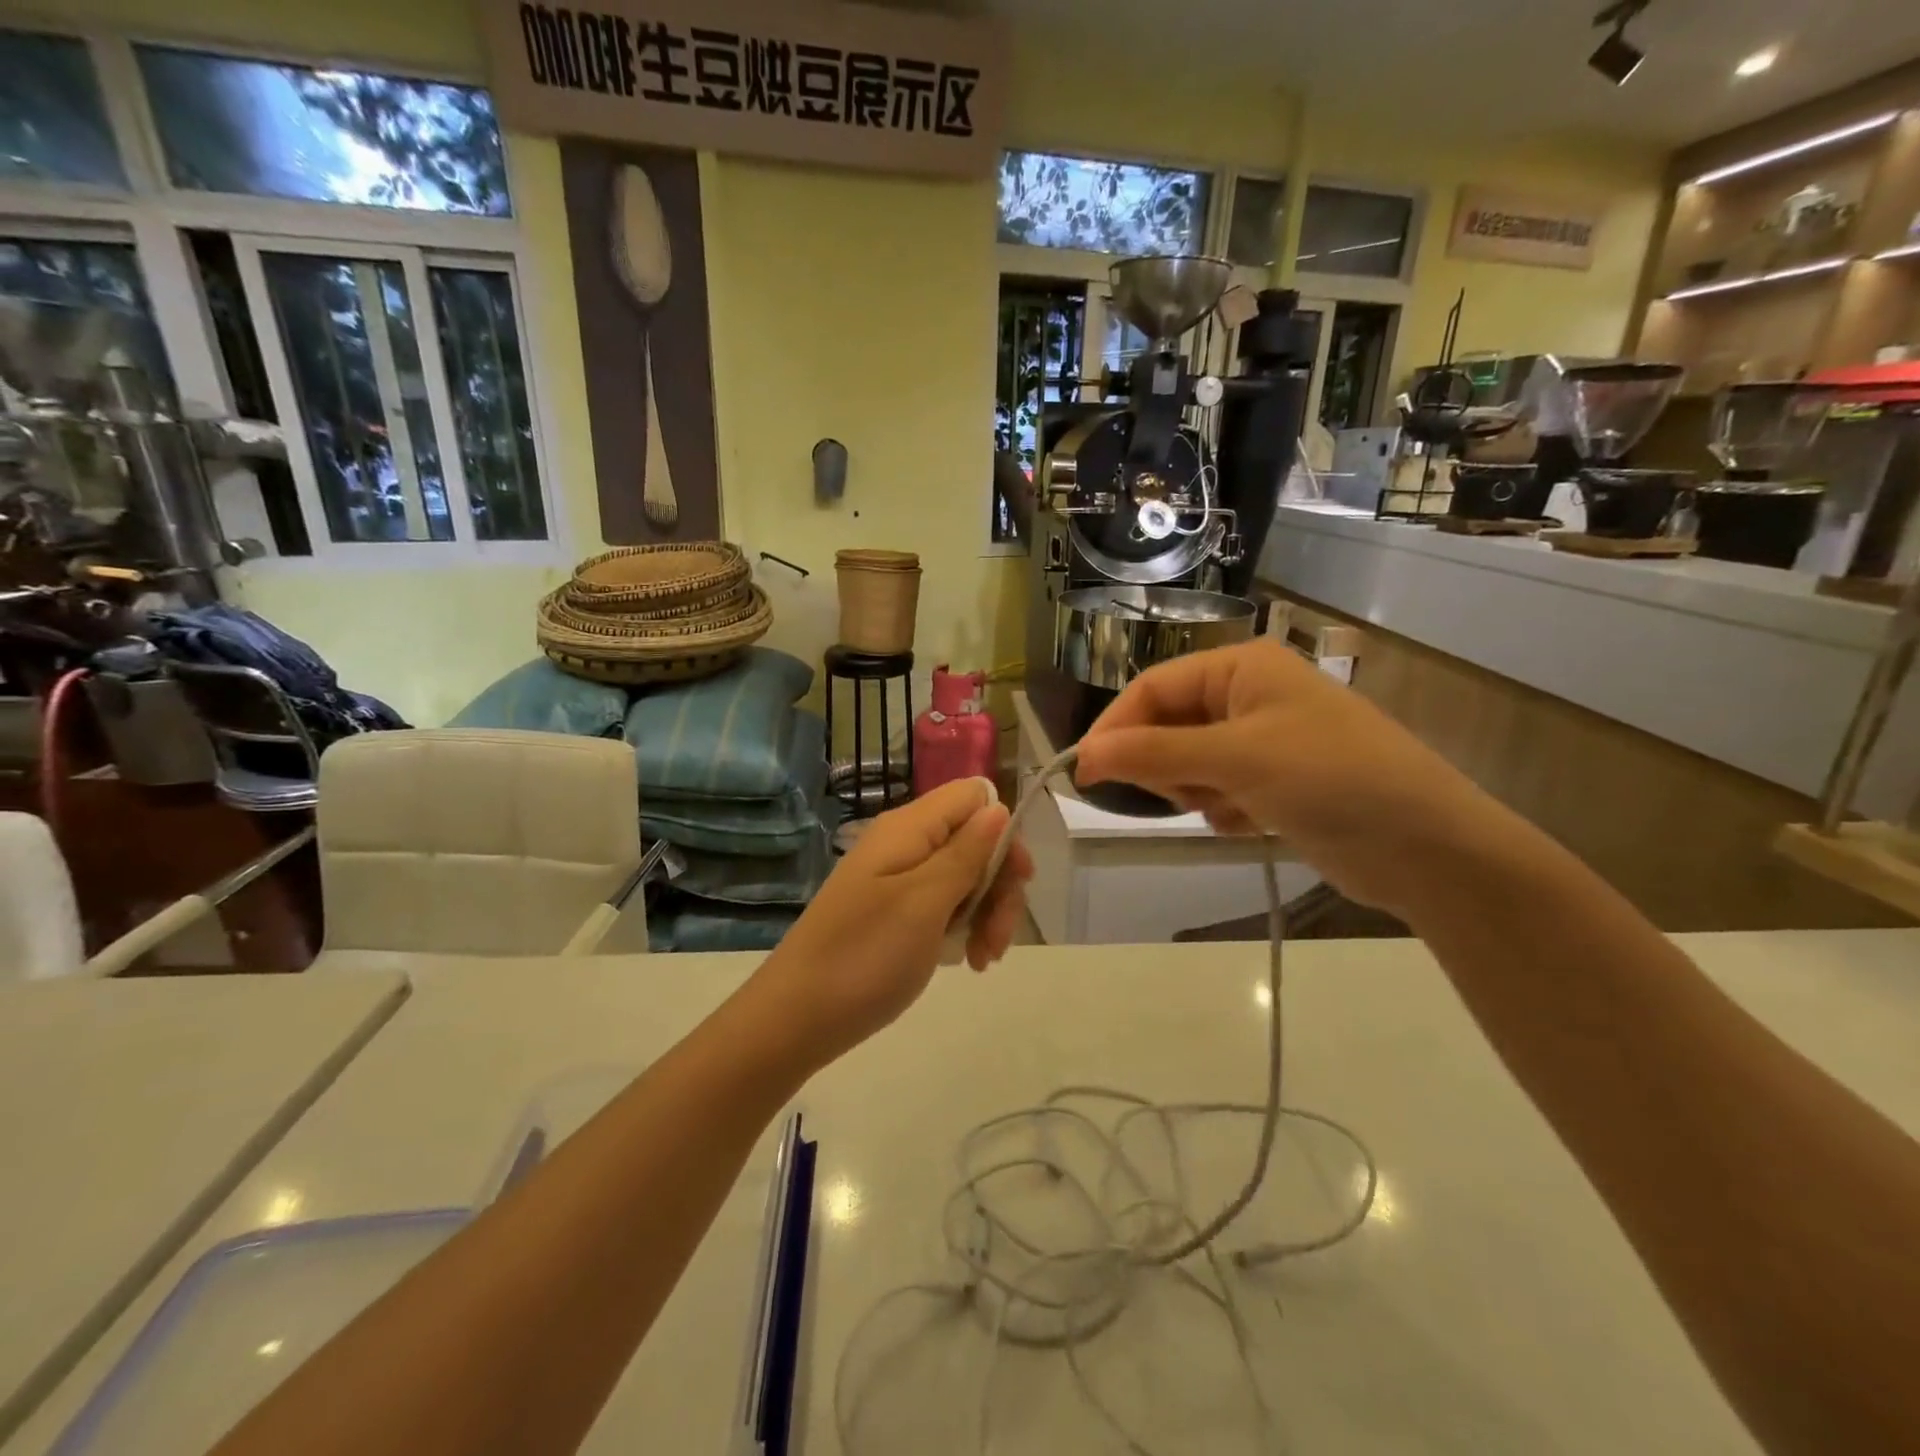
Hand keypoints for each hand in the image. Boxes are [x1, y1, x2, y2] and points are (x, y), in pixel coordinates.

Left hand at [752, 778, 1032, 1061]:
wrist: (796, 1018)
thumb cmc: (865, 956)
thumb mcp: (925, 902)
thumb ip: (965, 852)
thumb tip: (998, 807)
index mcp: (909, 828)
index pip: (972, 796)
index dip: (1002, 830)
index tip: (1016, 879)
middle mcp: (905, 844)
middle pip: (974, 840)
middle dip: (998, 885)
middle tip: (998, 937)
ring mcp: (898, 879)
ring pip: (964, 876)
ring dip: (986, 913)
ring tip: (983, 959)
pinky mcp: (894, 911)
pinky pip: (943, 904)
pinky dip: (963, 928)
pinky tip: (968, 961)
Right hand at [1075, 639, 1503, 917]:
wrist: (1428, 848)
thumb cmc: (1330, 779)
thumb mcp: (1236, 759)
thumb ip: (1154, 753)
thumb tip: (1082, 757)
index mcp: (1240, 668)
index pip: (1152, 688)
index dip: (1114, 729)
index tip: (1085, 774)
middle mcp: (1247, 696)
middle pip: (1167, 726)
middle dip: (1165, 765)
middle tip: (1179, 796)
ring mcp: (1262, 741)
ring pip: (1187, 763)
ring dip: (1195, 791)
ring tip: (1229, 808)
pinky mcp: (1273, 783)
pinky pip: (1217, 790)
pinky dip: (1223, 810)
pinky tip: (1255, 823)